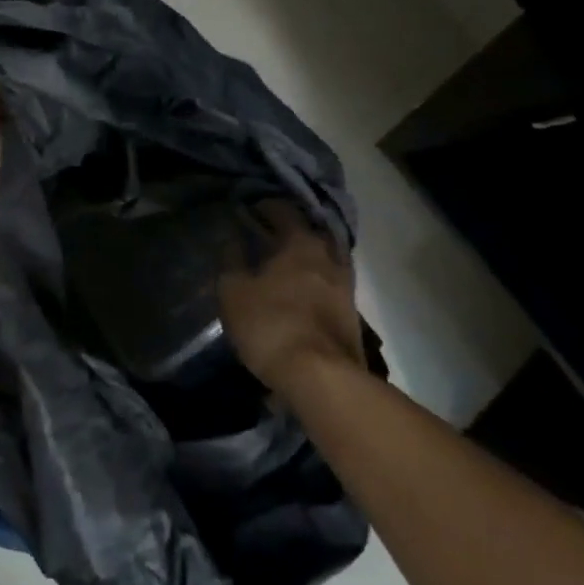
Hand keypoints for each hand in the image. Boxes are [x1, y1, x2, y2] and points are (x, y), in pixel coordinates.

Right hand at [218, 199, 364, 396]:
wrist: (321, 378)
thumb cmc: (271, 324)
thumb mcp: (234, 292)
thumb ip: (232, 261)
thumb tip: (232, 240)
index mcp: (301, 243)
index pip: (284, 211)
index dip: (265, 206)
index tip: (249, 208)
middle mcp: (329, 257)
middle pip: (313, 231)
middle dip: (293, 228)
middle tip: (271, 232)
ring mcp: (345, 286)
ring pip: (327, 257)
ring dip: (309, 255)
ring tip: (287, 262)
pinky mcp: (351, 314)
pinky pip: (332, 283)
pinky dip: (317, 279)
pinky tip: (302, 289)